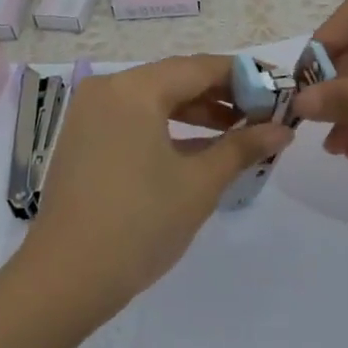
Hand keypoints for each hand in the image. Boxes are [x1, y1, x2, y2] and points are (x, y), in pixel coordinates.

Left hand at [25, 55, 292, 317]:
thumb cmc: (140, 223)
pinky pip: (134, 119)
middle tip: (263, 113)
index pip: (200, 68)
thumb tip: (282, 129)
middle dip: (222, 95)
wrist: (65, 279)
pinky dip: (168, 128)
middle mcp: (107, 89)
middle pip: (176, 79)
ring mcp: (90, 114)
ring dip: (197, 112)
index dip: (245, 76)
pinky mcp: (83, 140)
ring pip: (155, 99)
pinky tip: (199, 148)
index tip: (278, 90)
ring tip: (238, 131)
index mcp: (134, 89)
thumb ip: (242, 147)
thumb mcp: (199, 183)